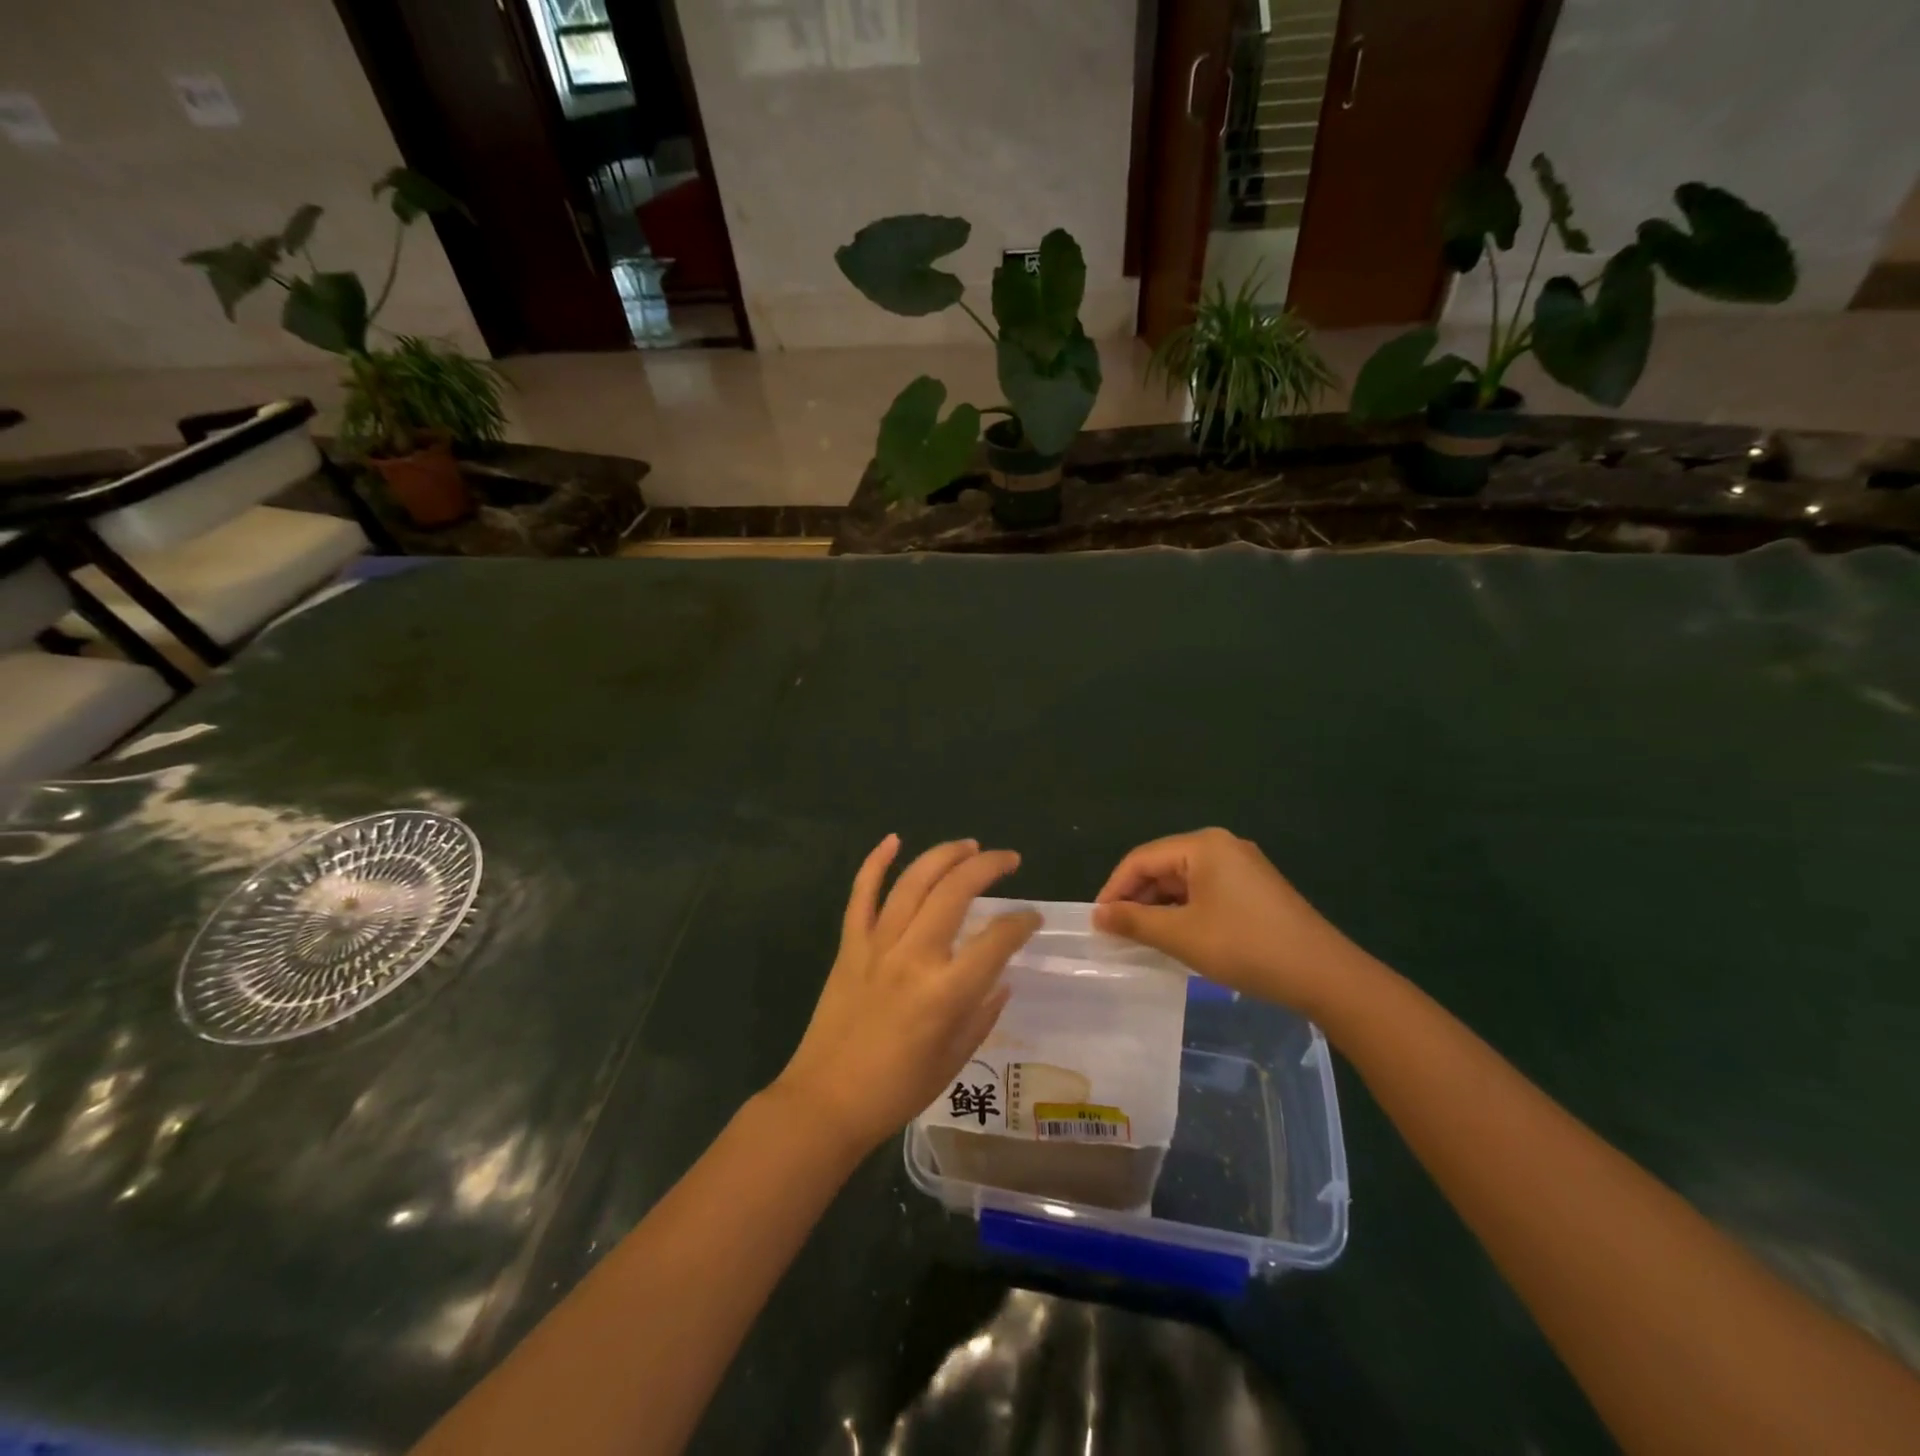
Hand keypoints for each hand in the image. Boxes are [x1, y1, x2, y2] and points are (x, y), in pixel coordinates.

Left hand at [773, 836, 1040, 1154]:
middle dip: (987, 866)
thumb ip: (982, 1015)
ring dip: (943, 856)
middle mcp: (913, 957)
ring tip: (968, 845)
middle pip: (955, 892)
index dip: (1021, 922)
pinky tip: (893, 839)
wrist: (825, 1102)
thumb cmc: (895, 1091)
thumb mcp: (953, 1061)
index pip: (996, 940)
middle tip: (1008, 859)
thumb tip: (1001, 979)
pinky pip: (860, 894)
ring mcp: (876, 946)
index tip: (1032, 918)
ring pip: (912, 883)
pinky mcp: (849, 946)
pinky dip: (875, 863)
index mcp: (945, 992)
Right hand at [1093, 828, 1357, 1014]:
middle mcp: (1221, 846)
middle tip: (1116, 933)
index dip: (1114, 889)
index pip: (1141, 859)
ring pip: (1184, 880)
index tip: (1097, 922)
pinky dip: (1185, 911)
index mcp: (1203, 845)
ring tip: (1141, 938)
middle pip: (1163, 866)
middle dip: (1137, 898)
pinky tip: (1177, 936)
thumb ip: (1134, 921)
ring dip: (1160, 907)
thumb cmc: (1246, 947)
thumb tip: (1098, 915)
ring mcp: (1242, 866)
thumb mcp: (1182, 935)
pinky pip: (1205, 891)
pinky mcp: (1254, 888)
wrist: (1324, 975)